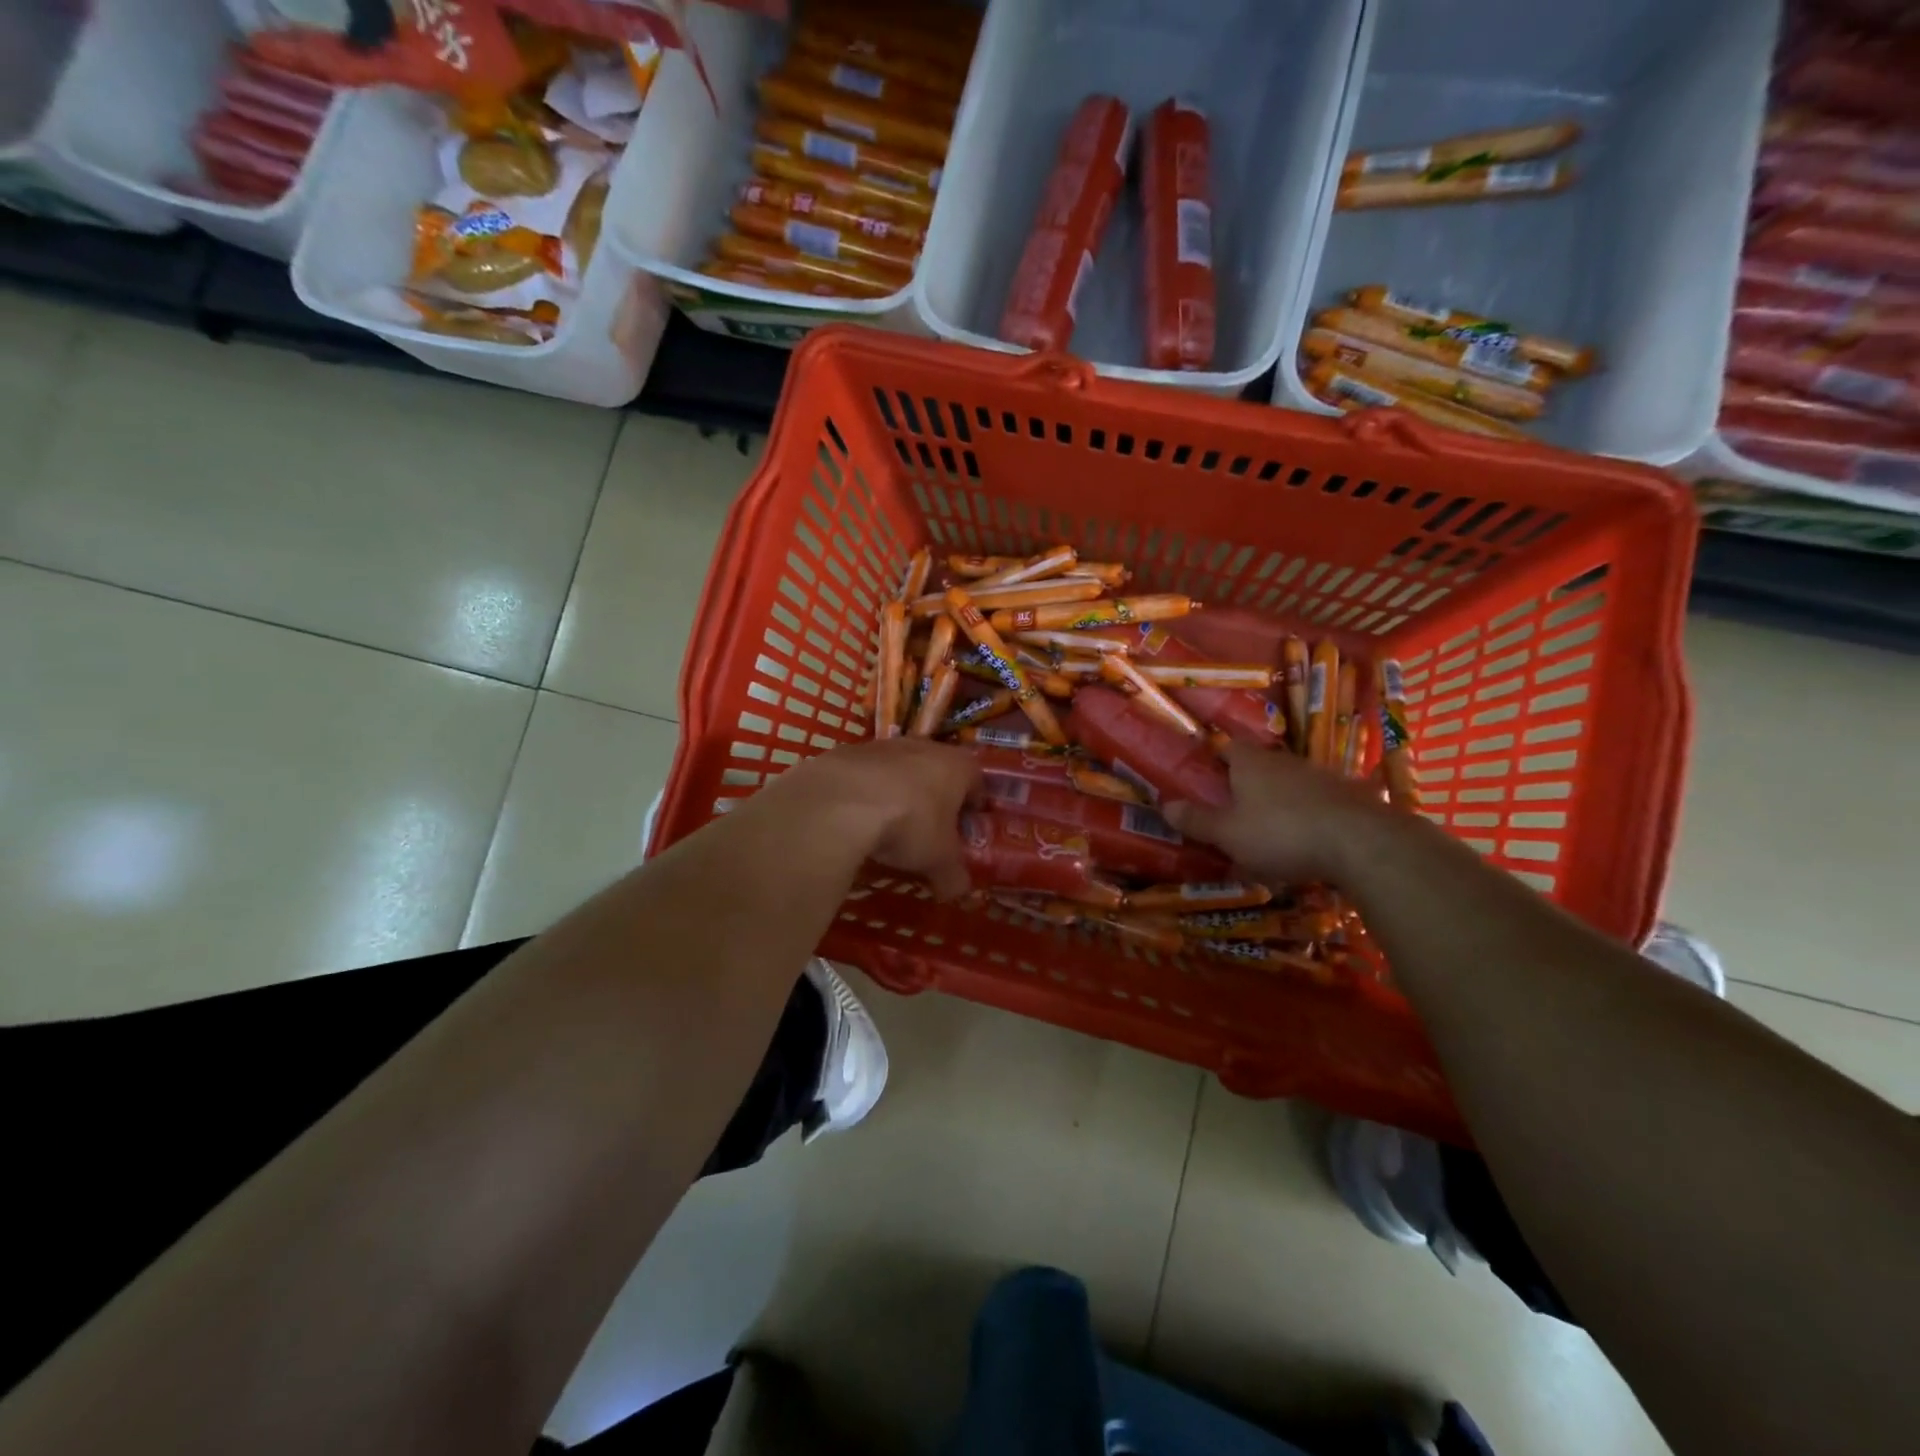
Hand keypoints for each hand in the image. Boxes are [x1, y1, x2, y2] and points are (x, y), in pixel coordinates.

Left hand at [762, 738, 980, 898]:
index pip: (976, 781)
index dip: (973, 804)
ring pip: (900, 768)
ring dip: (899, 790)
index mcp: (957, 766)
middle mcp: (924, 747)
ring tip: (890, 823)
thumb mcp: (939, 860)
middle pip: (937, 770)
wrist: (844, 800)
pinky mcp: (849, 752)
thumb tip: (958, 892)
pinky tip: (857, 816)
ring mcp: (885, 745)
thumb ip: (953, 877)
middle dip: (935, 796)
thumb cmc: (910, 824)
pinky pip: (866, 774)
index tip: (966, 826)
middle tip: (930, 827)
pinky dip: (866, 792)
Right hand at [1162, 743, 1391, 885]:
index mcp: (1251, 763)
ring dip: (1279, 801)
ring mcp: (1321, 777)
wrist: (1361, 843)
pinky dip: (1309, 815)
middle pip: (1260, 765)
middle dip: (1247, 784)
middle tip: (1233, 810)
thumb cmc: (1281, 833)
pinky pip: (1319, 802)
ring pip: (1291, 783)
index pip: (1228, 747)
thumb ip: (1197, 821)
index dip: (1216, 759)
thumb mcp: (1229, 834)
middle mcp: (1285, 761)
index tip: (1207, 778)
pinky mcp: (1350, 797)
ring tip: (1270, 830)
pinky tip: (1307, 839)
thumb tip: (1165, 805)